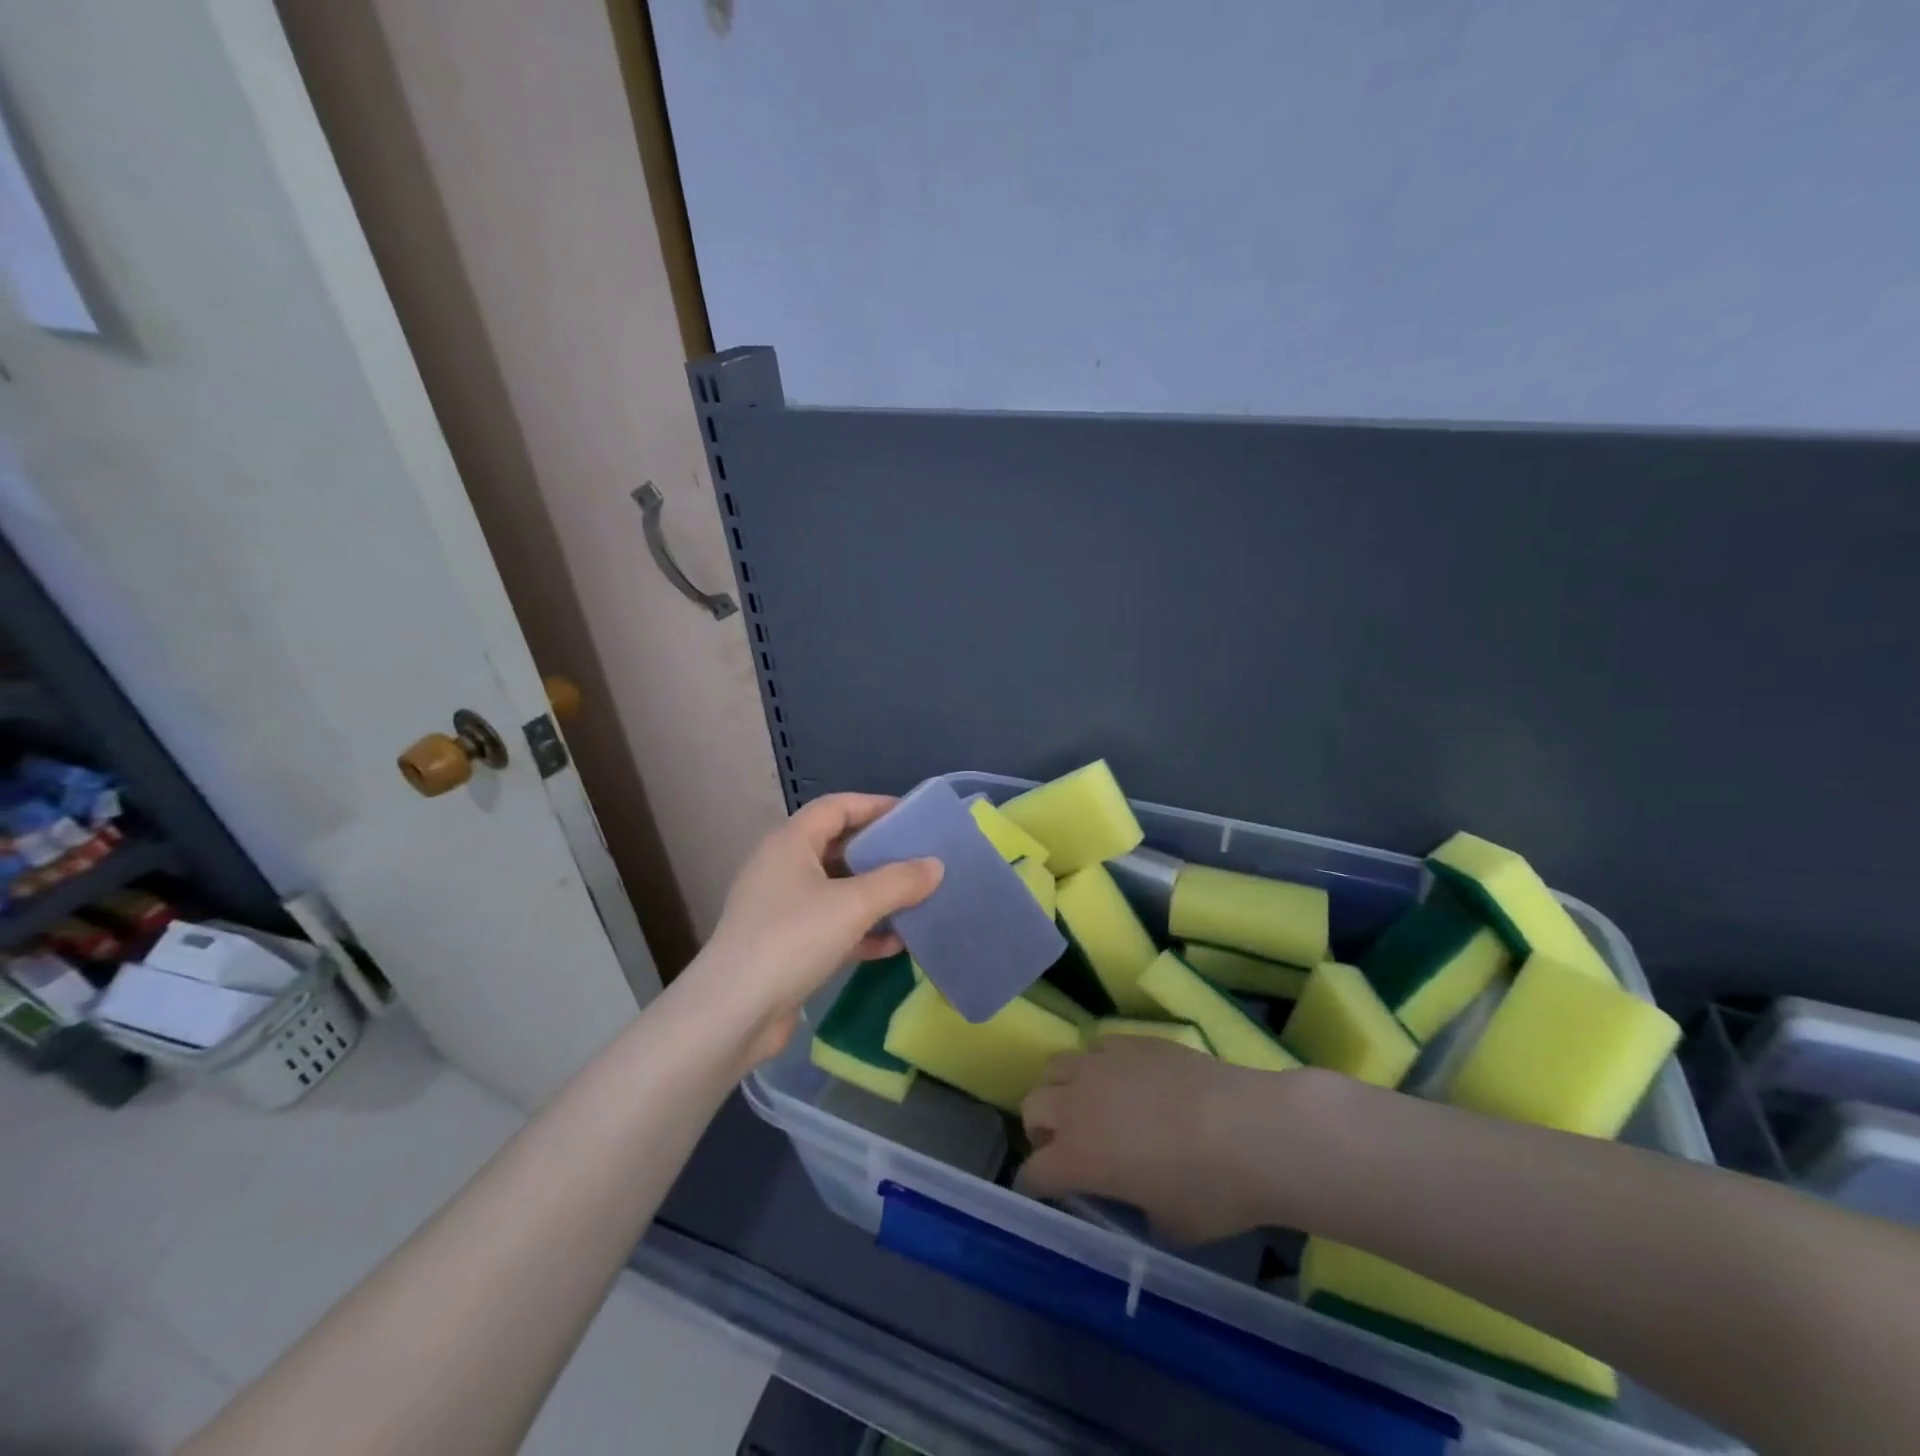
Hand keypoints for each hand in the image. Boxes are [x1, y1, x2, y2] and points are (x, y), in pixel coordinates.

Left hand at [693, 793, 941, 1064]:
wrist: (733, 1014)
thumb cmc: (792, 940)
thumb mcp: (853, 905)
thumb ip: (898, 882)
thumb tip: (935, 866)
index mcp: (790, 843)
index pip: (836, 807)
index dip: (874, 805)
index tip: (912, 817)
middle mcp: (782, 868)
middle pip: (838, 847)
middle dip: (879, 853)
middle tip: (920, 859)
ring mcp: (781, 909)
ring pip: (837, 890)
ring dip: (875, 895)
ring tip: (916, 900)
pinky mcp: (786, 946)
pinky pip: (831, 926)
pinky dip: (861, 930)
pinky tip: (895, 944)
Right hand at [1020, 1038, 1297, 1244]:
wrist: (1249, 1129)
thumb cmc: (1211, 1191)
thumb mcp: (1171, 1227)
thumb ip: (1140, 1214)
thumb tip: (1142, 1202)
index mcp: (1077, 1158)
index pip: (1033, 1172)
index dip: (1037, 1185)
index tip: (1048, 1192)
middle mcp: (1076, 1105)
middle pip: (1032, 1107)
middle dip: (1041, 1129)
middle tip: (1068, 1145)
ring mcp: (1101, 1065)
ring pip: (1057, 1067)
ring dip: (1063, 1088)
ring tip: (1090, 1103)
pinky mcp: (1129, 1041)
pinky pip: (1097, 1047)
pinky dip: (1100, 1064)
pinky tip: (1125, 1078)